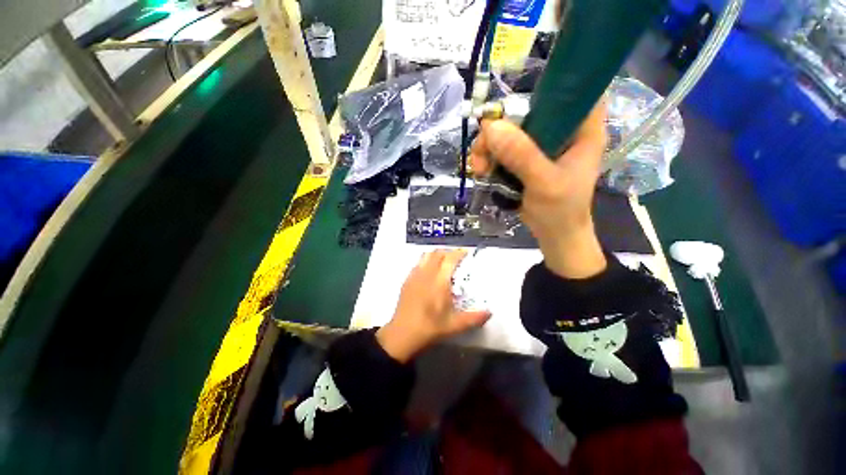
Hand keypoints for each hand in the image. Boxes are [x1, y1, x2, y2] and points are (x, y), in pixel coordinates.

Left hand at [376, 249, 490, 362]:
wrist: (402, 334)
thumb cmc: (430, 328)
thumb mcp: (454, 326)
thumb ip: (473, 318)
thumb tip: (489, 312)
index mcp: (439, 282)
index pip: (449, 259)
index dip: (459, 253)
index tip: (466, 252)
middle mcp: (426, 274)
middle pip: (437, 253)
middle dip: (448, 252)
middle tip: (457, 258)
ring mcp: (414, 276)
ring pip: (426, 255)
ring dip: (437, 254)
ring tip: (444, 262)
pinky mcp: (407, 280)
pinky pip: (418, 263)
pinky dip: (426, 261)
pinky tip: (430, 272)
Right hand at [470, 100, 607, 278]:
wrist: (554, 235)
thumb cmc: (560, 211)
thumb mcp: (544, 183)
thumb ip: (522, 156)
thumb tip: (491, 127)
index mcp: (581, 129)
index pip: (574, 89)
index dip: (550, 82)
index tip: (517, 96)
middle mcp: (560, 132)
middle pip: (527, 112)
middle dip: (499, 129)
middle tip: (482, 151)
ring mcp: (540, 146)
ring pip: (509, 132)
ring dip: (488, 147)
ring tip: (479, 169)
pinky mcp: (525, 160)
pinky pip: (502, 150)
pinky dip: (489, 158)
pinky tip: (482, 171)